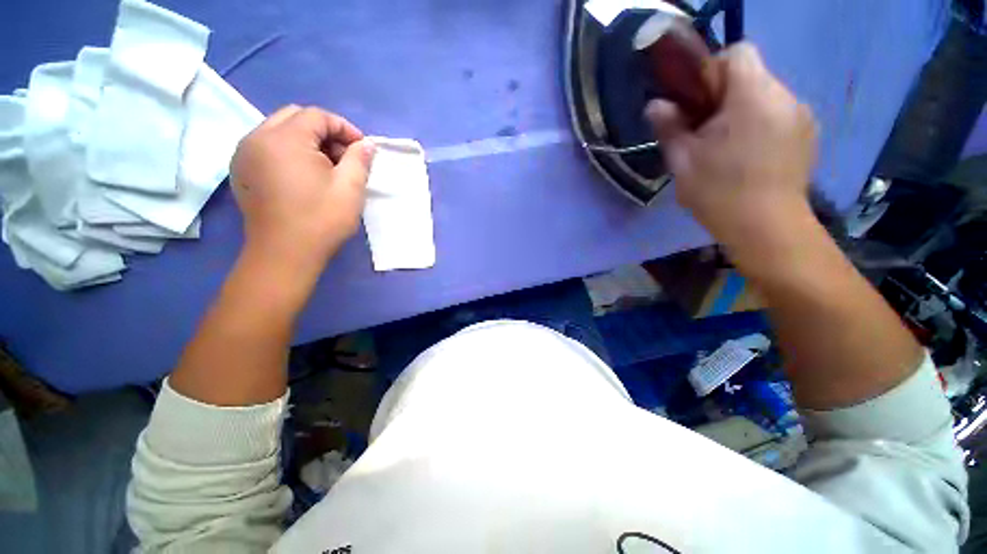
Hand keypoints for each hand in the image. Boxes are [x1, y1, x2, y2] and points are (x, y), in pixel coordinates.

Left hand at [230, 106, 375, 283]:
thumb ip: (359, 160)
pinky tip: (304, 175)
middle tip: (344, 157)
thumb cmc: (321, 220)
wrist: (285, 254)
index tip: (362, 149)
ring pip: (279, 130)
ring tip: (327, 167)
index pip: (317, 115)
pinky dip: (289, 151)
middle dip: (325, 131)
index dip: (344, 128)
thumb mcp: (350, 189)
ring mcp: (244, 154)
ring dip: (307, 141)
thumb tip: (366, 145)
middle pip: (295, 117)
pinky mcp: (241, 171)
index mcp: (284, 139)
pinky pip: (267, 147)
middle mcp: (257, 138)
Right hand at [646, 44, 817, 261]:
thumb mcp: (682, 161)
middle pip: (751, 75)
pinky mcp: (808, 134)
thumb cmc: (718, 193)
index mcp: (753, 96)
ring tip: (726, 148)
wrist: (766, 228)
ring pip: (764, 96)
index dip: (711, 71)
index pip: (737, 52)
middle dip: (724, 96)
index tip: (696, 103)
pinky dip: (760, 125)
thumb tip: (656, 105)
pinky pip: (778, 114)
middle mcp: (785, 96)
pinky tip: (748, 157)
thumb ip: (669, 127)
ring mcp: (801, 115)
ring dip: (742, 112)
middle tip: (705, 133)